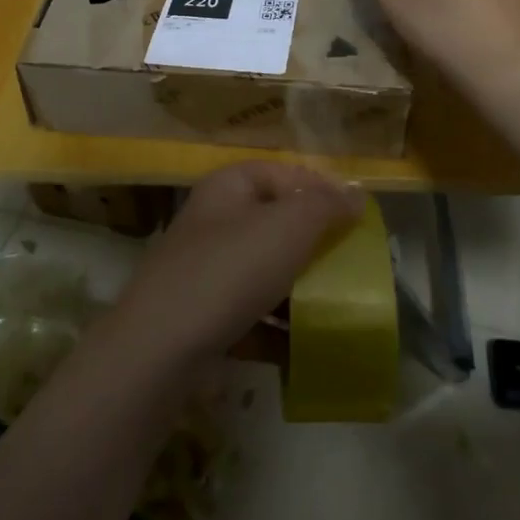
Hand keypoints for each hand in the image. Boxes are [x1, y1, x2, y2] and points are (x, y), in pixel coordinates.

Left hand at [108, 163, 361, 371]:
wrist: (163, 346)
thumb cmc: (231, 269)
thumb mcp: (289, 225)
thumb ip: (327, 205)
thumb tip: (356, 193)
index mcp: (227, 188)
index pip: (280, 172)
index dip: (319, 186)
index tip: (356, 214)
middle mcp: (212, 223)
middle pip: (273, 223)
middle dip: (313, 242)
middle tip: (352, 259)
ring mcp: (205, 272)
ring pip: (264, 271)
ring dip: (299, 287)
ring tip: (336, 303)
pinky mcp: (204, 317)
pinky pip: (252, 314)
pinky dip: (278, 326)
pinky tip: (307, 343)